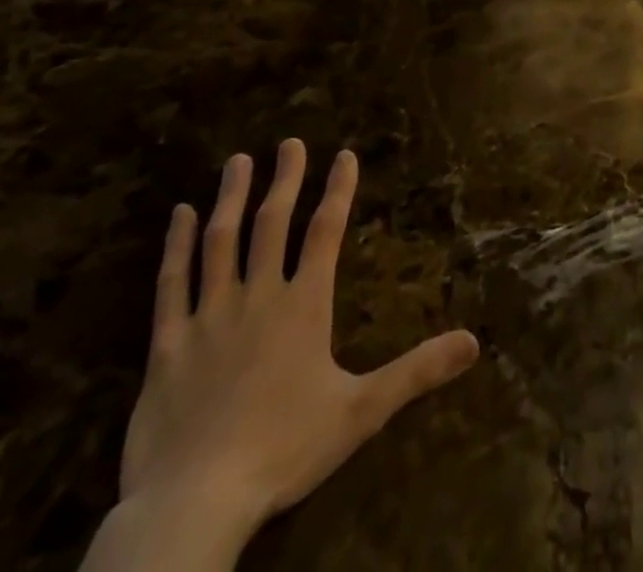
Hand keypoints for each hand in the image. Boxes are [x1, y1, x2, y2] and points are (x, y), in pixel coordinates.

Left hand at [115, 141, 479, 551]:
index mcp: (304, 305)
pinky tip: (179, 216)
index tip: (344, 154)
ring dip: (231, 198)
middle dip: (285, 179)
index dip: (338, 190)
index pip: (326, 232)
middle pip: (272, 223)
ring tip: (238, 161)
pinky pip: (171, 284)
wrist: (195, 502)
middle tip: (290, 142)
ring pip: (221, 241)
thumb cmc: (284, 449)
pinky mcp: (167, 344)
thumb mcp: (362, 411)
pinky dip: (175, 246)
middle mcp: (258, 296)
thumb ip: (417, 370)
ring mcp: (209, 316)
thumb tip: (475, 341)